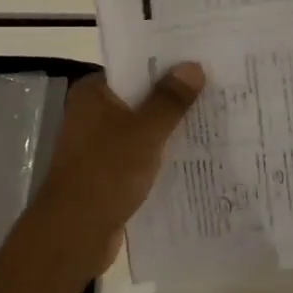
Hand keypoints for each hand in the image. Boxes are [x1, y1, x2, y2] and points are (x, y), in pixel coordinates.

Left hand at [28, 64, 204, 280]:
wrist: (74, 233)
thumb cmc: (106, 173)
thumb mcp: (144, 132)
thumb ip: (169, 100)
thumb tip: (192, 66)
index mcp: (93, 93)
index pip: (133, 66)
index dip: (166, 63)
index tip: (202, 59)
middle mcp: (92, 113)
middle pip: (139, 97)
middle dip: (174, 96)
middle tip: (219, 88)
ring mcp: (99, 145)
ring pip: (142, 128)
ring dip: (170, 128)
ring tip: (215, 119)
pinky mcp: (108, 172)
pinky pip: (140, 155)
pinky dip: (161, 154)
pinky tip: (195, 156)